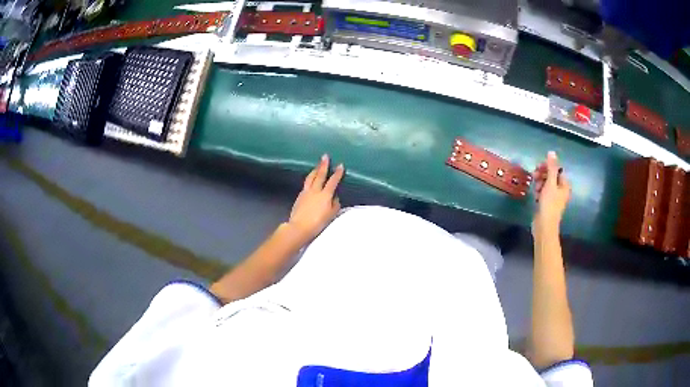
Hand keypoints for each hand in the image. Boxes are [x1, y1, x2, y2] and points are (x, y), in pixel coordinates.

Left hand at [288, 154, 343, 240]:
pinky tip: (310, 180)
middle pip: (320, 175)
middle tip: (325, 156)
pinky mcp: (299, 196)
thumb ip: (335, 205)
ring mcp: (306, 192)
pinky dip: (309, 179)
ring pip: (310, 178)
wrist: (299, 227)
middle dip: (323, 165)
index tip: (340, 165)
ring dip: (314, 170)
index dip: (337, 173)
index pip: (333, 181)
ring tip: (317, 166)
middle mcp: (315, 190)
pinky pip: (306, 184)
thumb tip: (335, 198)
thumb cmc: (318, 223)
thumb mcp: (331, 215)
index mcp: (325, 195)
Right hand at [532, 151, 570, 234]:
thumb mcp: (550, 183)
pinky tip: (535, 196)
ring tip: (535, 189)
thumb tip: (552, 152)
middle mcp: (561, 190)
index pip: (557, 170)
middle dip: (542, 175)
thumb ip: (551, 168)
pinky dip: (538, 192)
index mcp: (564, 185)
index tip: (538, 167)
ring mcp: (554, 198)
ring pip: (546, 184)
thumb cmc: (549, 204)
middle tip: (534, 176)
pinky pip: (542, 193)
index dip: (547, 167)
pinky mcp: (547, 204)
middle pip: (551, 176)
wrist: (544, 226)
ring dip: (539, 183)